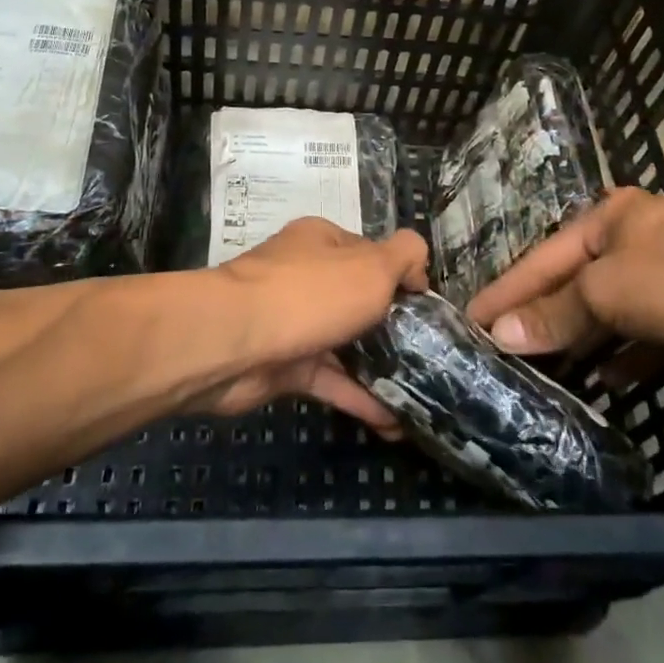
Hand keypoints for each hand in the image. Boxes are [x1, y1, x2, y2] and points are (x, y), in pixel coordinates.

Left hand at [195, 218, 429, 436]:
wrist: (234, 342)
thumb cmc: (310, 294)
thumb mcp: (372, 265)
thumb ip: (405, 256)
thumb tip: (417, 269)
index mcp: (323, 241)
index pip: (371, 253)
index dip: (401, 277)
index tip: (428, 308)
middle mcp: (307, 274)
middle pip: (358, 298)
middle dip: (393, 326)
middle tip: (429, 356)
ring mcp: (294, 320)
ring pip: (345, 342)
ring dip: (379, 367)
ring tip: (419, 395)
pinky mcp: (284, 364)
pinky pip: (329, 378)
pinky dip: (358, 397)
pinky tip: (393, 422)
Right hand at [465, 188, 663, 366]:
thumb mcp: (609, 292)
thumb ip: (555, 314)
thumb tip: (500, 335)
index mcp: (607, 217)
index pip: (542, 258)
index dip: (506, 291)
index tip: (469, 319)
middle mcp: (634, 237)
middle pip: (575, 283)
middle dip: (544, 318)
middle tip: (504, 351)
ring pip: (612, 310)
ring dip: (585, 341)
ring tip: (549, 372)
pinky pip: (648, 332)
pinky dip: (628, 354)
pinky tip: (609, 382)